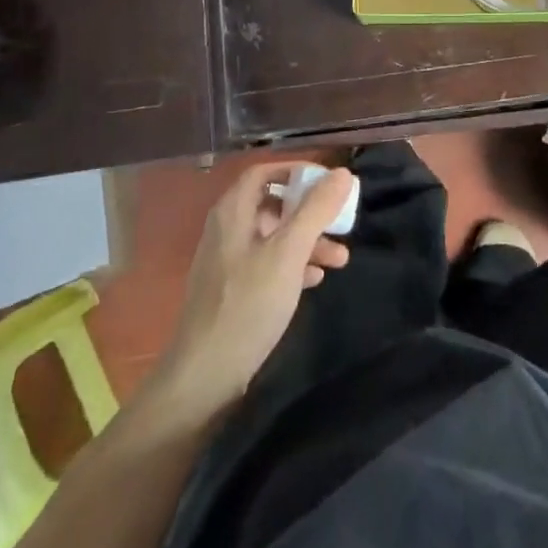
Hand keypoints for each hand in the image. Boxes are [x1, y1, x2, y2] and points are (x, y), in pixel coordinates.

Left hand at [155, 162, 354, 413]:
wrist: (204, 376)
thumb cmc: (248, 304)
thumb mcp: (288, 253)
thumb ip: (315, 211)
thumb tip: (343, 173)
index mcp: (233, 212)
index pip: (264, 172)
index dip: (297, 172)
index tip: (329, 182)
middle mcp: (227, 229)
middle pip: (273, 205)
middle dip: (310, 213)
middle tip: (341, 225)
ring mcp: (227, 261)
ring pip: (273, 237)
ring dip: (307, 242)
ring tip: (339, 260)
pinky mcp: (231, 291)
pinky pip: (267, 264)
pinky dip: (293, 265)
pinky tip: (315, 280)